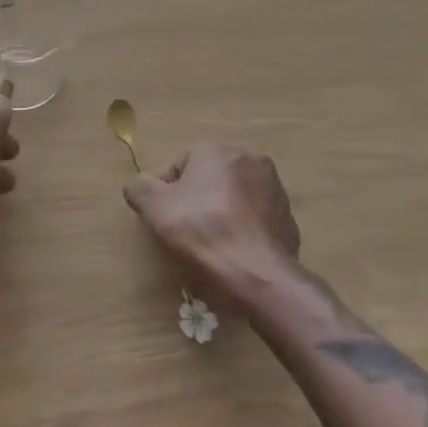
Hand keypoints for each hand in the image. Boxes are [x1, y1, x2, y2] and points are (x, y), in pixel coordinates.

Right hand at [123, 143, 301, 315]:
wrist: (258, 276)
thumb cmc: (203, 232)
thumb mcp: (155, 208)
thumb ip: (139, 187)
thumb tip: (138, 184)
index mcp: (217, 150)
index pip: (179, 166)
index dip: (165, 193)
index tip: (163, 219)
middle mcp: (250, 159)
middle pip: (209, 180)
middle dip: (196, 201)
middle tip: (184, 232)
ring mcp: (275, 189)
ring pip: (234, 198)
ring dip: (221, 214)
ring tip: (210, 246)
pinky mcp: (289, 219)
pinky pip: (255, 220)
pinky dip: (243, 231)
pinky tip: (234, 254)